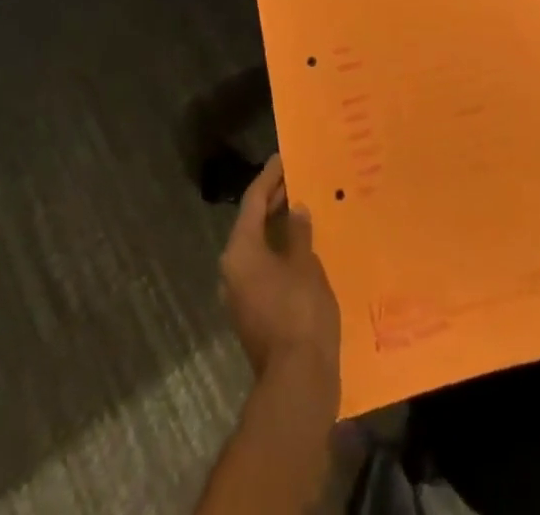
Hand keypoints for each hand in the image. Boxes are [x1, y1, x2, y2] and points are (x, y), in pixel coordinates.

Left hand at [219, 155, 340, 398]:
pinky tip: (303, 247)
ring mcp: (241, 294)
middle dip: (274, 200)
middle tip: (297, 178)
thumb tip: (296, 210)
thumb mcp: (305, 264)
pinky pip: (265, 267)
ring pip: (258, 247)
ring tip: (303, 207)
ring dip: (278, 227)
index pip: (253, 201)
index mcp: (240, 251)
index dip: (269, 177)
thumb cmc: (300, 313)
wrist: (297, 382)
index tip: (283, 158)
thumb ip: (299, 233)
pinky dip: (280, 251)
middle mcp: (233, 269)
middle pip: (252, 223)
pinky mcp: (254, 312)